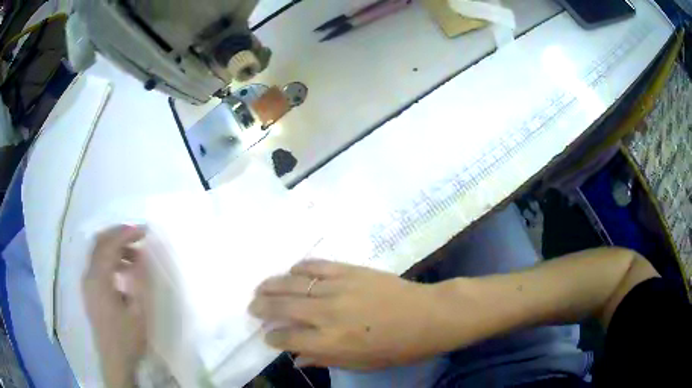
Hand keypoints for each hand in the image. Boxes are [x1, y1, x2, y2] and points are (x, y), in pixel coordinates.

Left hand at [83, 226, 149, 387]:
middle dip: (118, 235)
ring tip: (135, 257)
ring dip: (115, 248)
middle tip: (138, 236)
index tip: (145, 230)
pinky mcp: (89, 292)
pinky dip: (110, 260)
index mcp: (99, 279)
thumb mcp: (138, 311)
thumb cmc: (128, 338)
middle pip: (99, 243)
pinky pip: (97, 266)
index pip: (110, 245)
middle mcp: (89, 276)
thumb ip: (139, 280)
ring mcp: (87, 284)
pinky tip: (123, 272)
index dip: (126, 233)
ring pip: (97, 253)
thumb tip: (142, 255)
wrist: (115, 362)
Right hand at [249, 260, 447, 369]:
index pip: (287, 338)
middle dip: (262, 307)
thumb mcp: (360, 364)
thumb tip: (296, 360)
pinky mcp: (350, 270)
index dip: (273, 337)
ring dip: (272, 285)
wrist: (428, 316)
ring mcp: (338, 289)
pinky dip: (301, 267)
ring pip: (294, 284)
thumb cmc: (397, 348)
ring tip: (260, 287)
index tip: (267, 336)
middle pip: (283, 307)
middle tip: (252, 307)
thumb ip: (325, 359)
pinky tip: (291, 270)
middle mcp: (327, 314)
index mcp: (329, 343)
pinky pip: (317, 266)